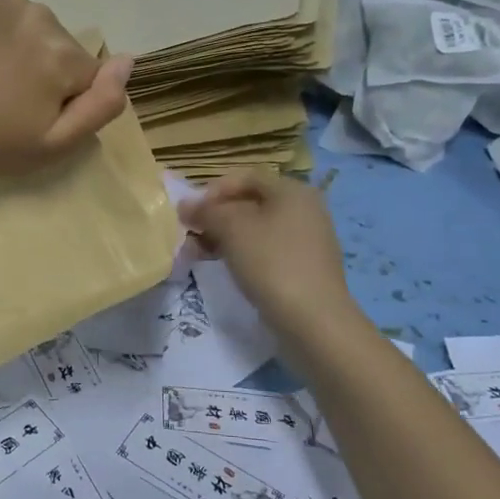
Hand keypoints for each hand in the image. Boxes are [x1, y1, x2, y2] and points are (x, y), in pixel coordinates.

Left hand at [0, 0, 133, 180]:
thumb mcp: (55, 143)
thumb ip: (102, 104)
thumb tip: (129, 60)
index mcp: (63, 53)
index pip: (91, 77)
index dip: (67, 103)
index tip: (32, 118)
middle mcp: (42, 16)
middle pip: (67, 51)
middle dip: (50, 76)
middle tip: (10, 104)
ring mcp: (9, 2)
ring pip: (43, 33)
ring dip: (30, 53)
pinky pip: (16, 17)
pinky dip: (8, 33)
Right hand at [179, 174, 357, 341]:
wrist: (314, 322)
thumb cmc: (272, 263)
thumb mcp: (232, 229)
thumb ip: (206, 211)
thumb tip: (185, 205)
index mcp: (292, 190)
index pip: (245, 177)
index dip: (213, 190)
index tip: (190, 212)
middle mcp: (304, 209)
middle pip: (250, 202)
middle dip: (216, 216)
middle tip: (190, 234)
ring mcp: (307, 240)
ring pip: (256, 229)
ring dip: (224, 236)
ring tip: (199, 254)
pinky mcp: (304, 267)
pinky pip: (267, 250)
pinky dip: (243, 253)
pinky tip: (224, 267)